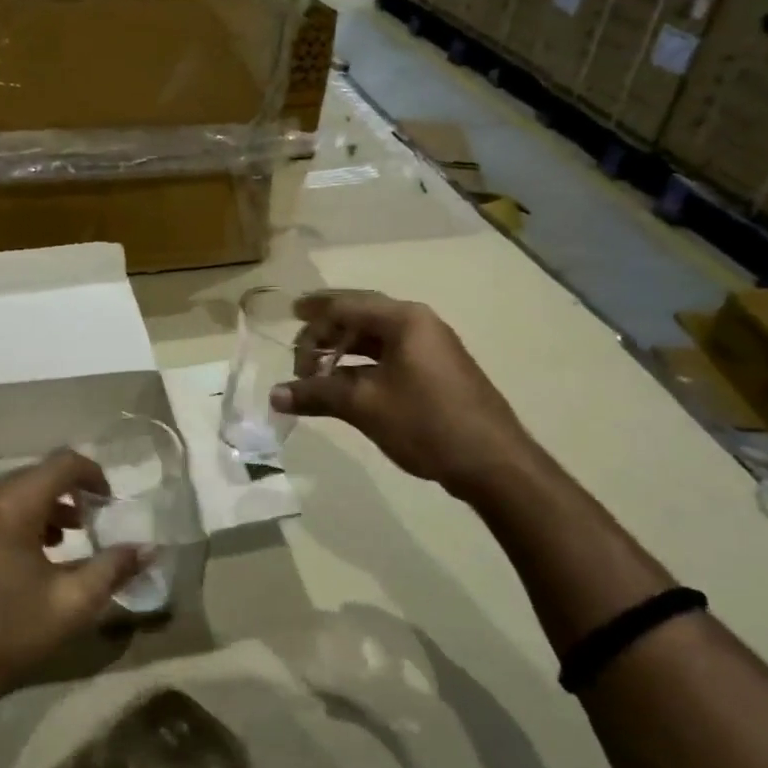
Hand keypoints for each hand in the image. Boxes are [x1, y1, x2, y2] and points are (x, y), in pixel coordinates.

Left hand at [0, 450, 145, 710]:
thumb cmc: (2, 638)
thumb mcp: (69, 606)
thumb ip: (113, 569)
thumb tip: (149, 548)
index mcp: (8, 504)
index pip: (62, 464)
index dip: (93, 476)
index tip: (108, 503)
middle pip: (33, 476)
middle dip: (66, 496)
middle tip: (88, 527)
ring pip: (6, 492)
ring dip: (38, 508)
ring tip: (58, 543)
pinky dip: (8, 518)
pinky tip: (18, 555)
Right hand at [272, 290, 532, 494]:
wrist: (492, 463)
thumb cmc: (426, 422)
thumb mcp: (365, 406)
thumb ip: (317, 394)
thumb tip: (274, 395)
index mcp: (404, 320)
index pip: (347, 304)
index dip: (314, 311)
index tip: (287, 318)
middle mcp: (419, 325)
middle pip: (361, 316)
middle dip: (326, 330)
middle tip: (298, 349)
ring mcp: (430, 349)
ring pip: (375, 338)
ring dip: (343, 350)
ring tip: (315, 370)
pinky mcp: (435, 373)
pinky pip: (389, 357)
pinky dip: (361, 366)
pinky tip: (344, 385)